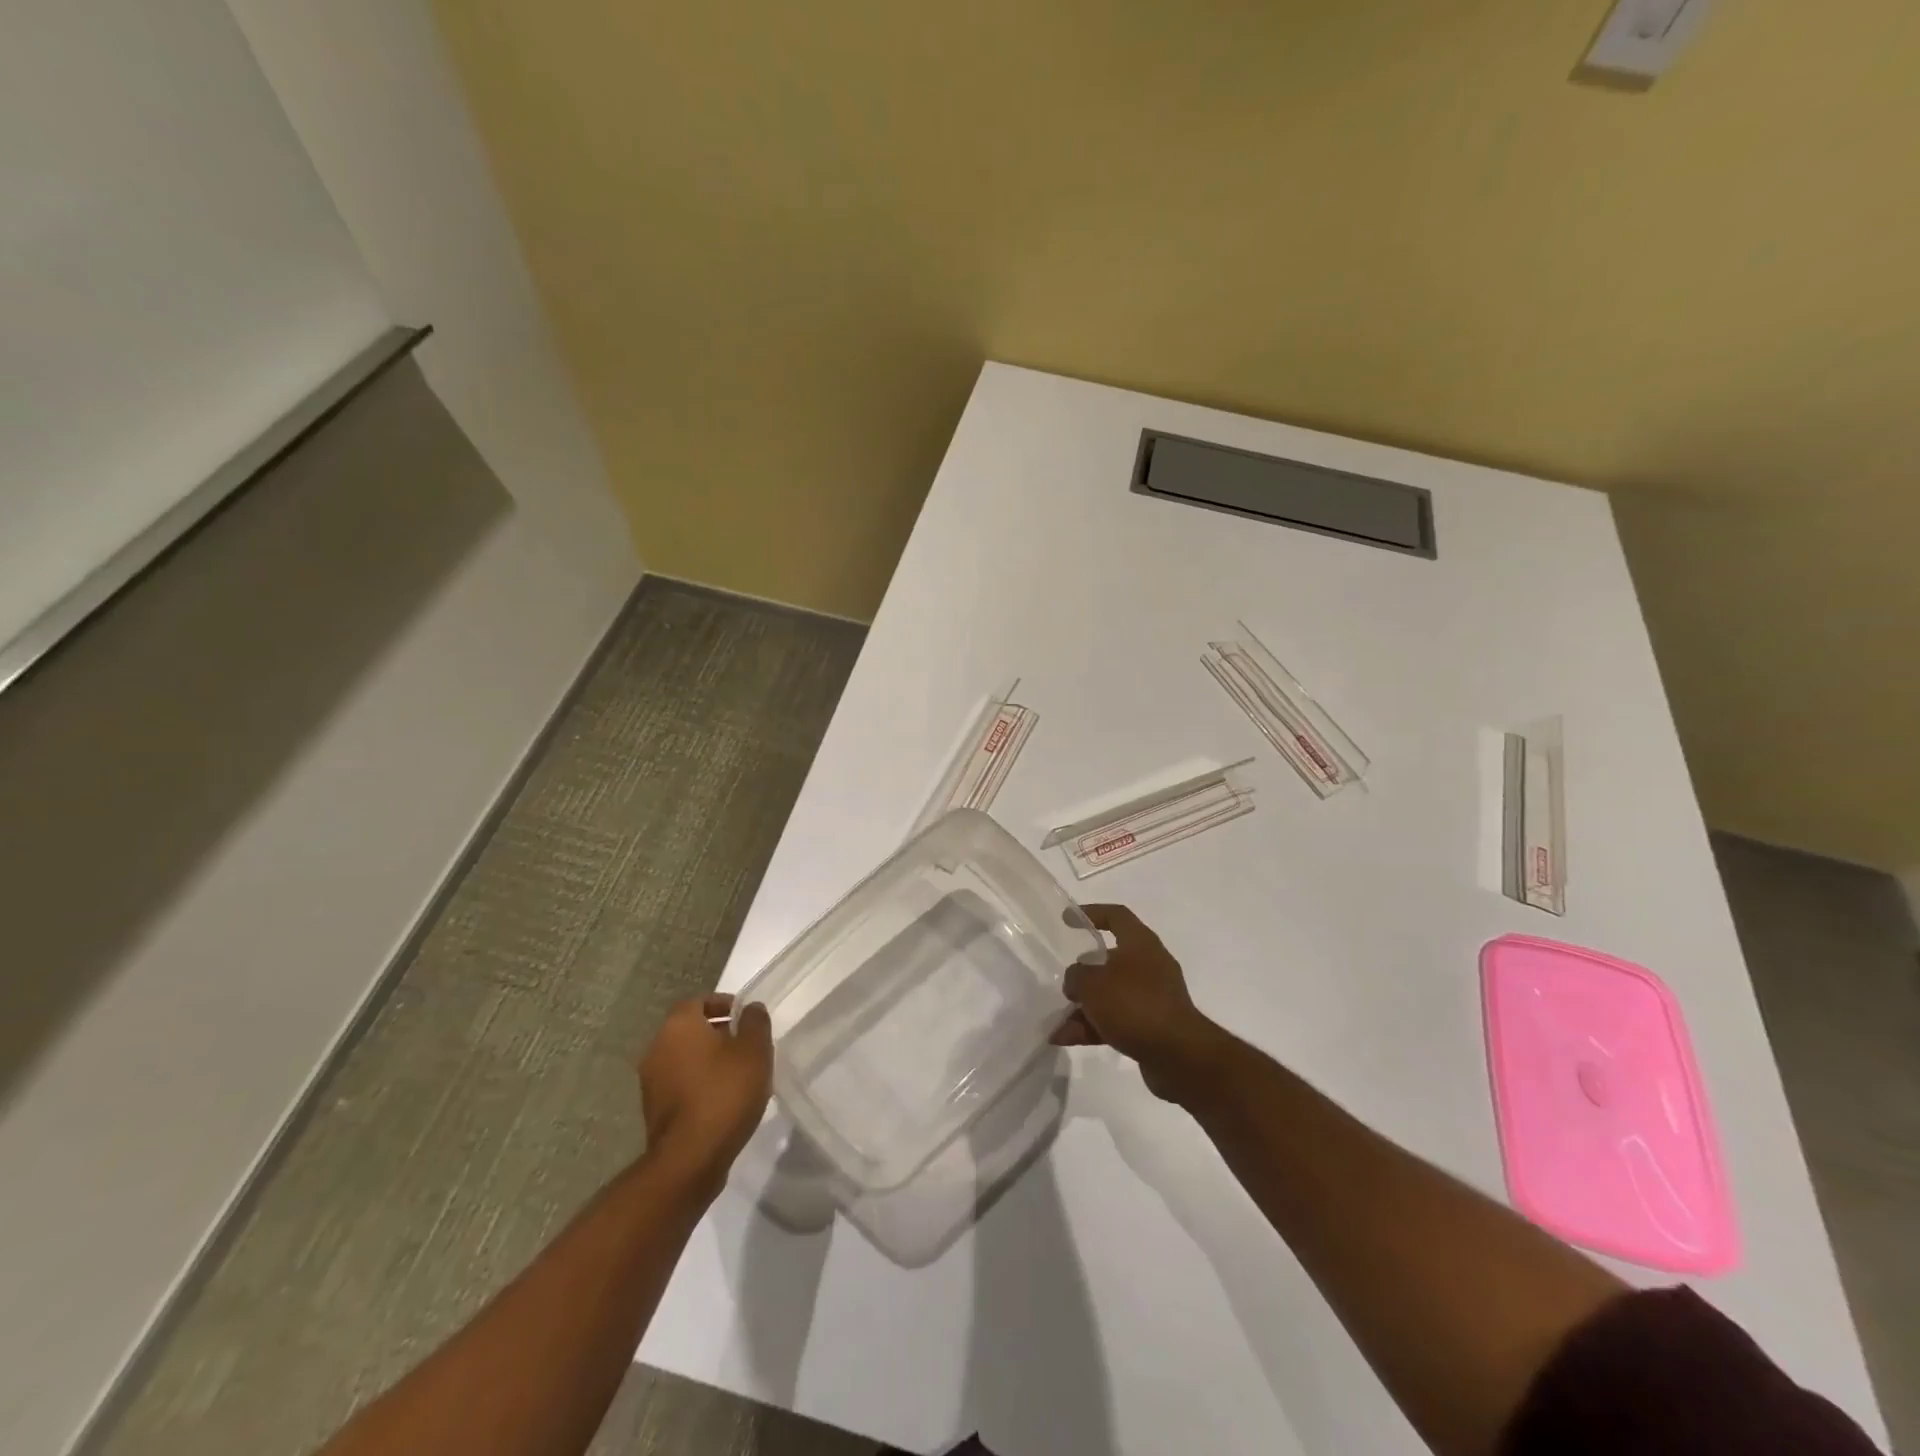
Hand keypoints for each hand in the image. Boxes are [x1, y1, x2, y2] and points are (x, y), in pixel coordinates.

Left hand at [639, 995, 772, 1186]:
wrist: (690, 1158)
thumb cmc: (725, 1092)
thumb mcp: (754, 1050)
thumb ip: (755, 1022)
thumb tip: (750, 1009)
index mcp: (678, 1025)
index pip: (698, 1001)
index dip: (723, 1004)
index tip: (745, 1017)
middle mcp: (657, 1048)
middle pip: (689, 1030)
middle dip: (716, 1033)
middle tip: (746, 1044)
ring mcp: (650, 1082)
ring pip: (683, 1059)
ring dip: (707, 1061)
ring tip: (738, 1074)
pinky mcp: (653, 1112)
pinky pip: (679, 1085)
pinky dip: (698, 1085)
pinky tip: (722, 1100)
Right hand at [1051, 904, 1227, 1102]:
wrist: (1178, 1055)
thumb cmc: (1134, 1004)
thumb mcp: (1093, 984)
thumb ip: (1077, 976)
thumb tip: (1076, 980)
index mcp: (1141, 944)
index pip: (1116, 916)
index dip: (1091, 913)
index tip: (1067, 920)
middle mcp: (1149, 965)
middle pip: (1110, 959)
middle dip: (1083, 973)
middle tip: (1065, 984)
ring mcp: (1151, 997)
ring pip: (1110, 994)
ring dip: (1084, 1007)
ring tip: (1056, 1022)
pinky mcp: (1150, 1026)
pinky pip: (1115, 1020)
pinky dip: (1092, 1027)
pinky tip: (1064, 1039)